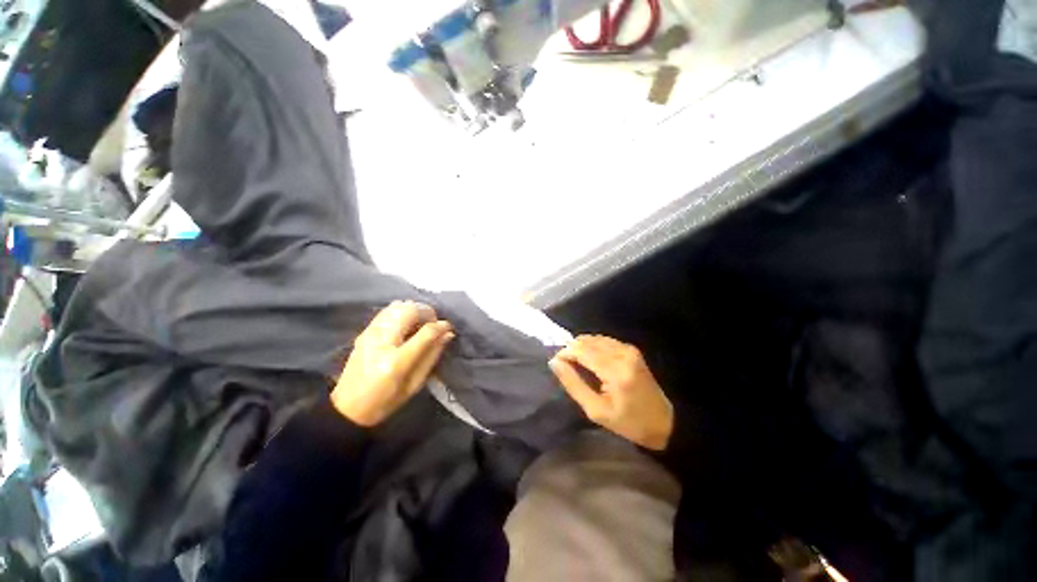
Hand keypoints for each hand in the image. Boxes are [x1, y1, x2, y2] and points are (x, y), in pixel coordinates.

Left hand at [331, 301, 454, 426]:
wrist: (347, 407)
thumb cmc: (386, 401)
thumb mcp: (415, 384)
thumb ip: (432, 355)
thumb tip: (447, 333)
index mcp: (397, 361)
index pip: (426, 332)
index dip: (441, 326)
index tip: (448, 328)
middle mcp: (383, 341)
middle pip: (410, 310)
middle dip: (427, 312)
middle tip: (432, 325)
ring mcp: (371, 333)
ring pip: (398, 305)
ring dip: (414, 310)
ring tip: (419, 324)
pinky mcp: (365, 331)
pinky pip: (387, 310)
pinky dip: (402, 311)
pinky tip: (405, 325)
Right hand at [550, 335, 673, 450]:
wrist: (663, 422)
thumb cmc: (628, 422)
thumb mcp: (596, 410)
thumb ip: (573, 384)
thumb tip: (554, 362)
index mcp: (615, 370)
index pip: (581, 350)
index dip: (564, 353)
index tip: (557, 365)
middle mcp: (622, 353)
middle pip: (586, 340)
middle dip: (571, 350)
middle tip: (566, 367)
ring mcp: (628, 349)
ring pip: (593, 338)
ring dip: (581, 348)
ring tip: (576, 365)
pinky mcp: (631, 349)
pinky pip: (603, 340)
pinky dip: (592, 347)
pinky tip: (590, 360)